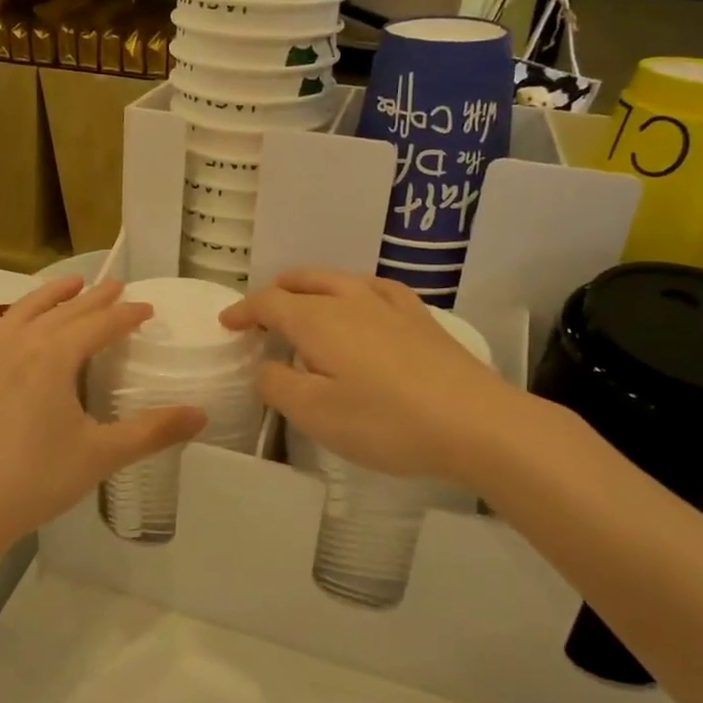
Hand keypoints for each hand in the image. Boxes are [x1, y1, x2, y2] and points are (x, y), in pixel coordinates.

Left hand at [0, 276, 204, 552]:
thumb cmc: (36, 479)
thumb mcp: (101, 455)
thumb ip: (152, 431)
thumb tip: (201, 415)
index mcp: (53, 357)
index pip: (99, 325)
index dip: (126, 315)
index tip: (147, 308)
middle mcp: (20, 344)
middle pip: (64, 311)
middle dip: (94, 299)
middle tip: (117, 287)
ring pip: (25, 311)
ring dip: (52, 295)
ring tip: (71, 283)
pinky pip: (0, 329)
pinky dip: (20, 316)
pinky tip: (21, 326)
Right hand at [221, 269, 525, 487]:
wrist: (476, 423)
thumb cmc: (385, 421)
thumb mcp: (315, 413)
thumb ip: (277, 385)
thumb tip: (265, 367)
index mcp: (318, 320)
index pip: (269, 302)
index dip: (243, 310)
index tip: (226, 324)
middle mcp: (350, 301)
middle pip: (303, 281)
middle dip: (275, 293)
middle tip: (260, 315)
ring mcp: (390, 306)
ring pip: (338, 280)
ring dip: (311, 287)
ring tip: (303, 303)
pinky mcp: (420, 319)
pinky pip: (376, 288)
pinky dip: (354, 290)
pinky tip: (362, 302)